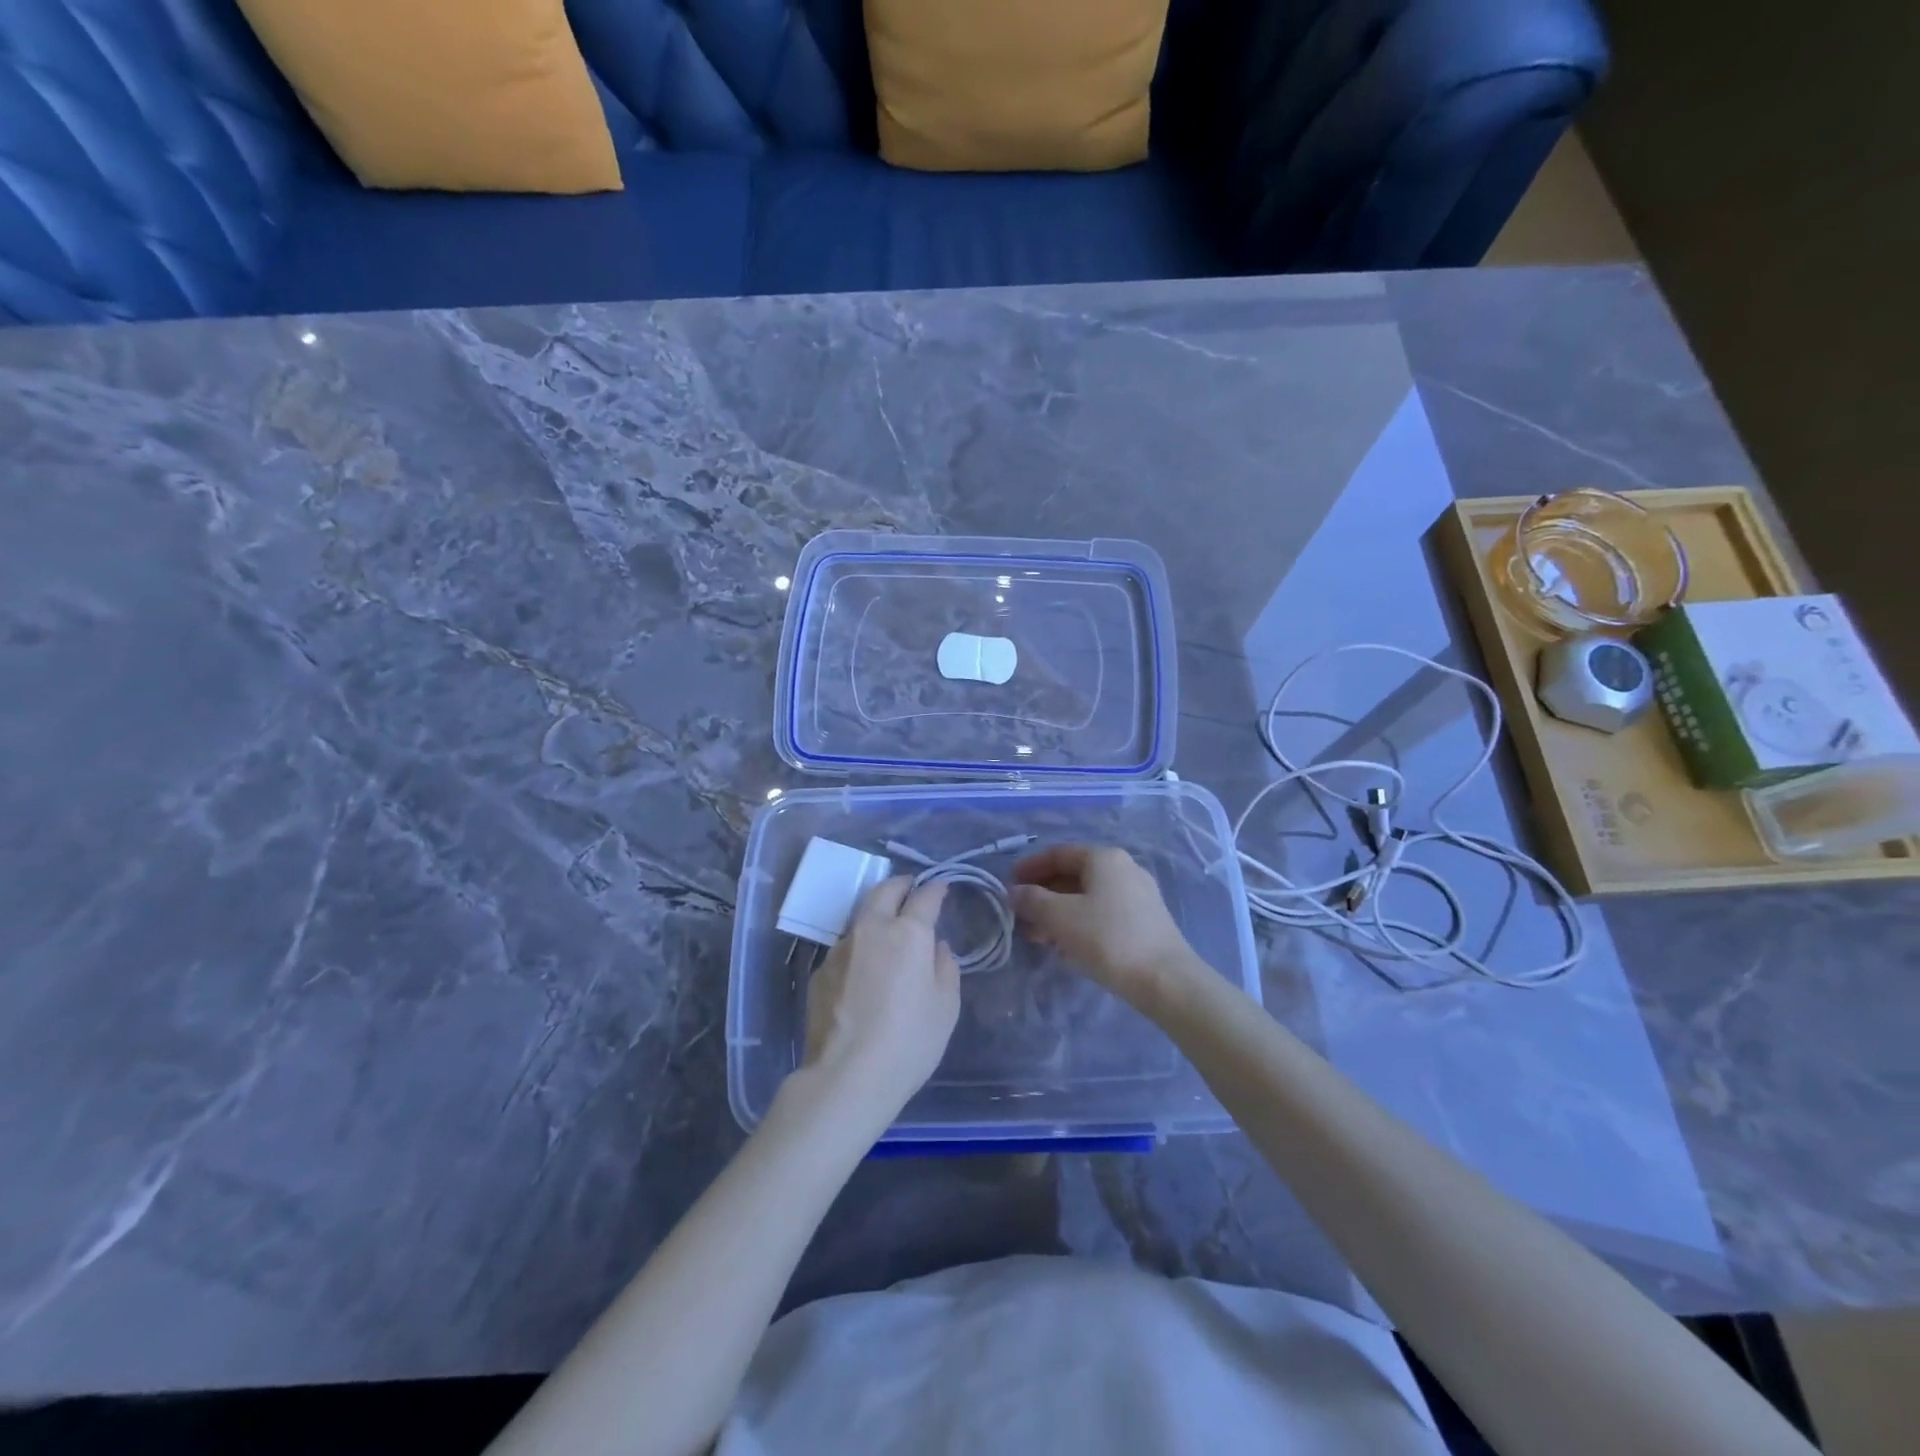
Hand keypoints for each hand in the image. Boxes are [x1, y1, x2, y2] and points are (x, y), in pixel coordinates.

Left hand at [800, 877, 960, 1118]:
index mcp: (908, 933)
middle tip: (910, 887)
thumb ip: (945, 968)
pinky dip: (859, 948)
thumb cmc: (909, 1041)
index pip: (925, 897)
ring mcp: (840, 949)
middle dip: (900, 884)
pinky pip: (845, 948)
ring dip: (876, 916)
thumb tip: (936, 948)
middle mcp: (871, 930)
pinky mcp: (820, 971)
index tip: (941, 887)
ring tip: (886, 931)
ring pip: (861, 918)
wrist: (847, 1076)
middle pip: (884, 891)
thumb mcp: (945, 1007)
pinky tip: (864, 971)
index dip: (936, 889)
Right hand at [1012, 845, 1200, 1007]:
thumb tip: (1015, 892)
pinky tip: (1065, 948)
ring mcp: (1137, 895)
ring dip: (1058, 913)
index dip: (1030, 868)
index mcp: (1104, 858)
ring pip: (1087, 897)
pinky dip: (1079, 924)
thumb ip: (1032, 901)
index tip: (1008, 886)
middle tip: (1020, 917)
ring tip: (1037, 938)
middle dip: (1043, 895)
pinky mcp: (1145, 921)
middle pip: (1073, 875)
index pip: (1058, 853)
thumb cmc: (1108, 939)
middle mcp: (1123, 869)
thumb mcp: (1061, 918)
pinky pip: (1102, 913)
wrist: (1166, 980)